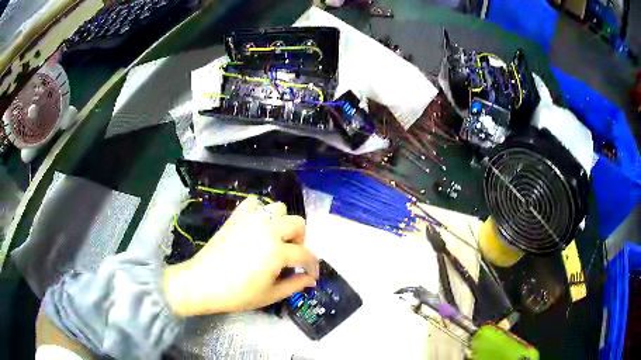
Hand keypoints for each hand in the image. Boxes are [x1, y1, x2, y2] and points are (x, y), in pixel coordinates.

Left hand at [163, 196, 318, 316]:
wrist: (202, 283)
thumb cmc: (237, 294)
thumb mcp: (270, 295)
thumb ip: (294, 285)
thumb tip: (310, 280)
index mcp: (278, 251)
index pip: (305, 254)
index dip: (312, 266)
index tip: (311, 275)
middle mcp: (268, 229)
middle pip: (298, 223)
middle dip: (300, 240)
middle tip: (291, 256)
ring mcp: (251, 220)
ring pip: (279, 208)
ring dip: (283, 223)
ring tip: (275, 239)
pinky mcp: (236, 216)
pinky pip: (254, 203)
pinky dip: (260, 211)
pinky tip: (257, 226)